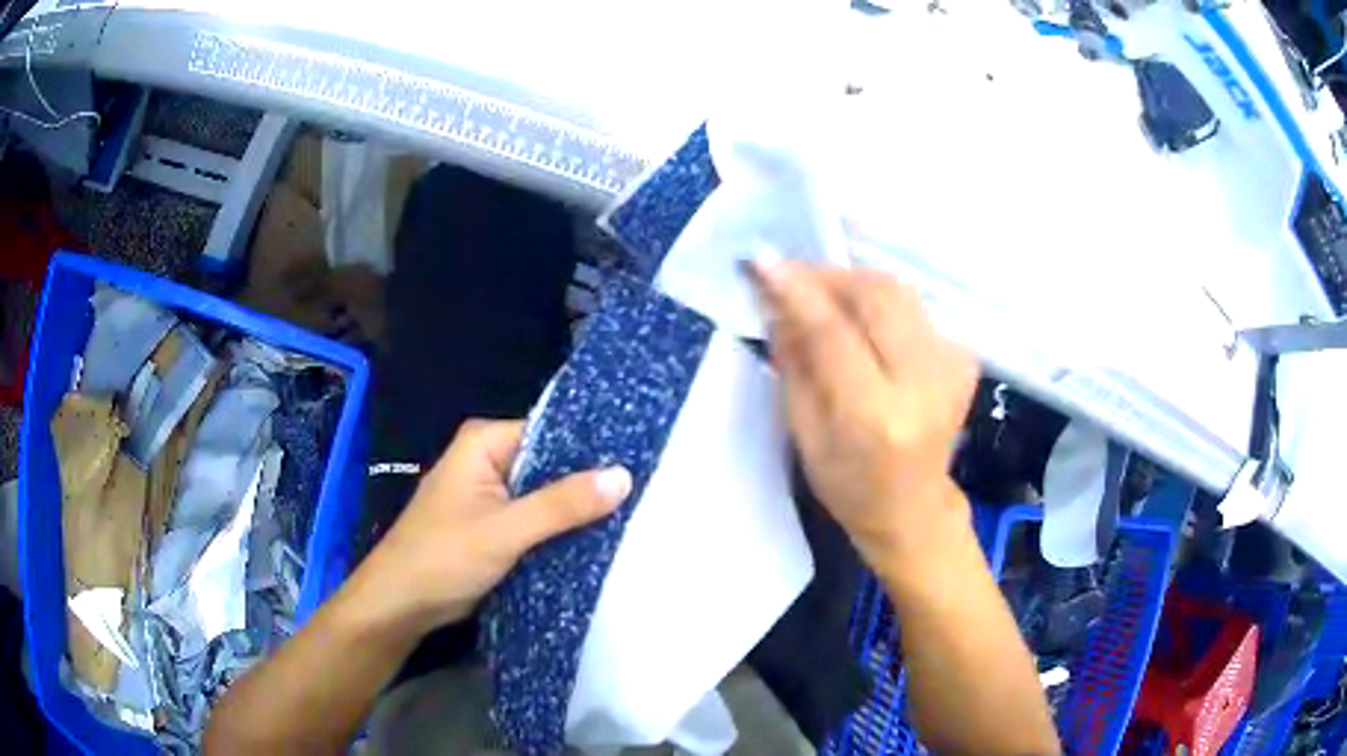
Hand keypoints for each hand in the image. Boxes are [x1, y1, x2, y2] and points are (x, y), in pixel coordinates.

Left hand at [351, 419, 631, 635]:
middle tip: (647, 491)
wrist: (402, 604)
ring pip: (547, 495)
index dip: (593, 447)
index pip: (552, 431)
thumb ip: (562, 504)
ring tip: (636, 513)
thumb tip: (624, 475)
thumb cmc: (443, 557)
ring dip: (578, 509)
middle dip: (589, 482)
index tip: (641, 460)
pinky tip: (601, 538)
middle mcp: (489, 459)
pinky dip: (561, 529)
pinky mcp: (496, 526)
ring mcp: (492, 494)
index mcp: (485, 442)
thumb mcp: (505, 530)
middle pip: (551, 463)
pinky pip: (537, 519)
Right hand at [750, 261, 978, 571]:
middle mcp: (922, 385)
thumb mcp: (804, 434)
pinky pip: (914, 309)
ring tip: (822, 296)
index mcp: (875, 417)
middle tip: (792, 277)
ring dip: (854, 284)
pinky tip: (863, 325)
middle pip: (878, 296)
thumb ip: (793, 363)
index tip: (761, 261)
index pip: (834, 333)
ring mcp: (952, 368)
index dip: (796, 290)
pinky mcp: (963, 359)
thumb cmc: (849, 486)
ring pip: (899, 293)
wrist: (913, 507)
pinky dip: (881, 305)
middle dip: (829, 276)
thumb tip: (775, 302)